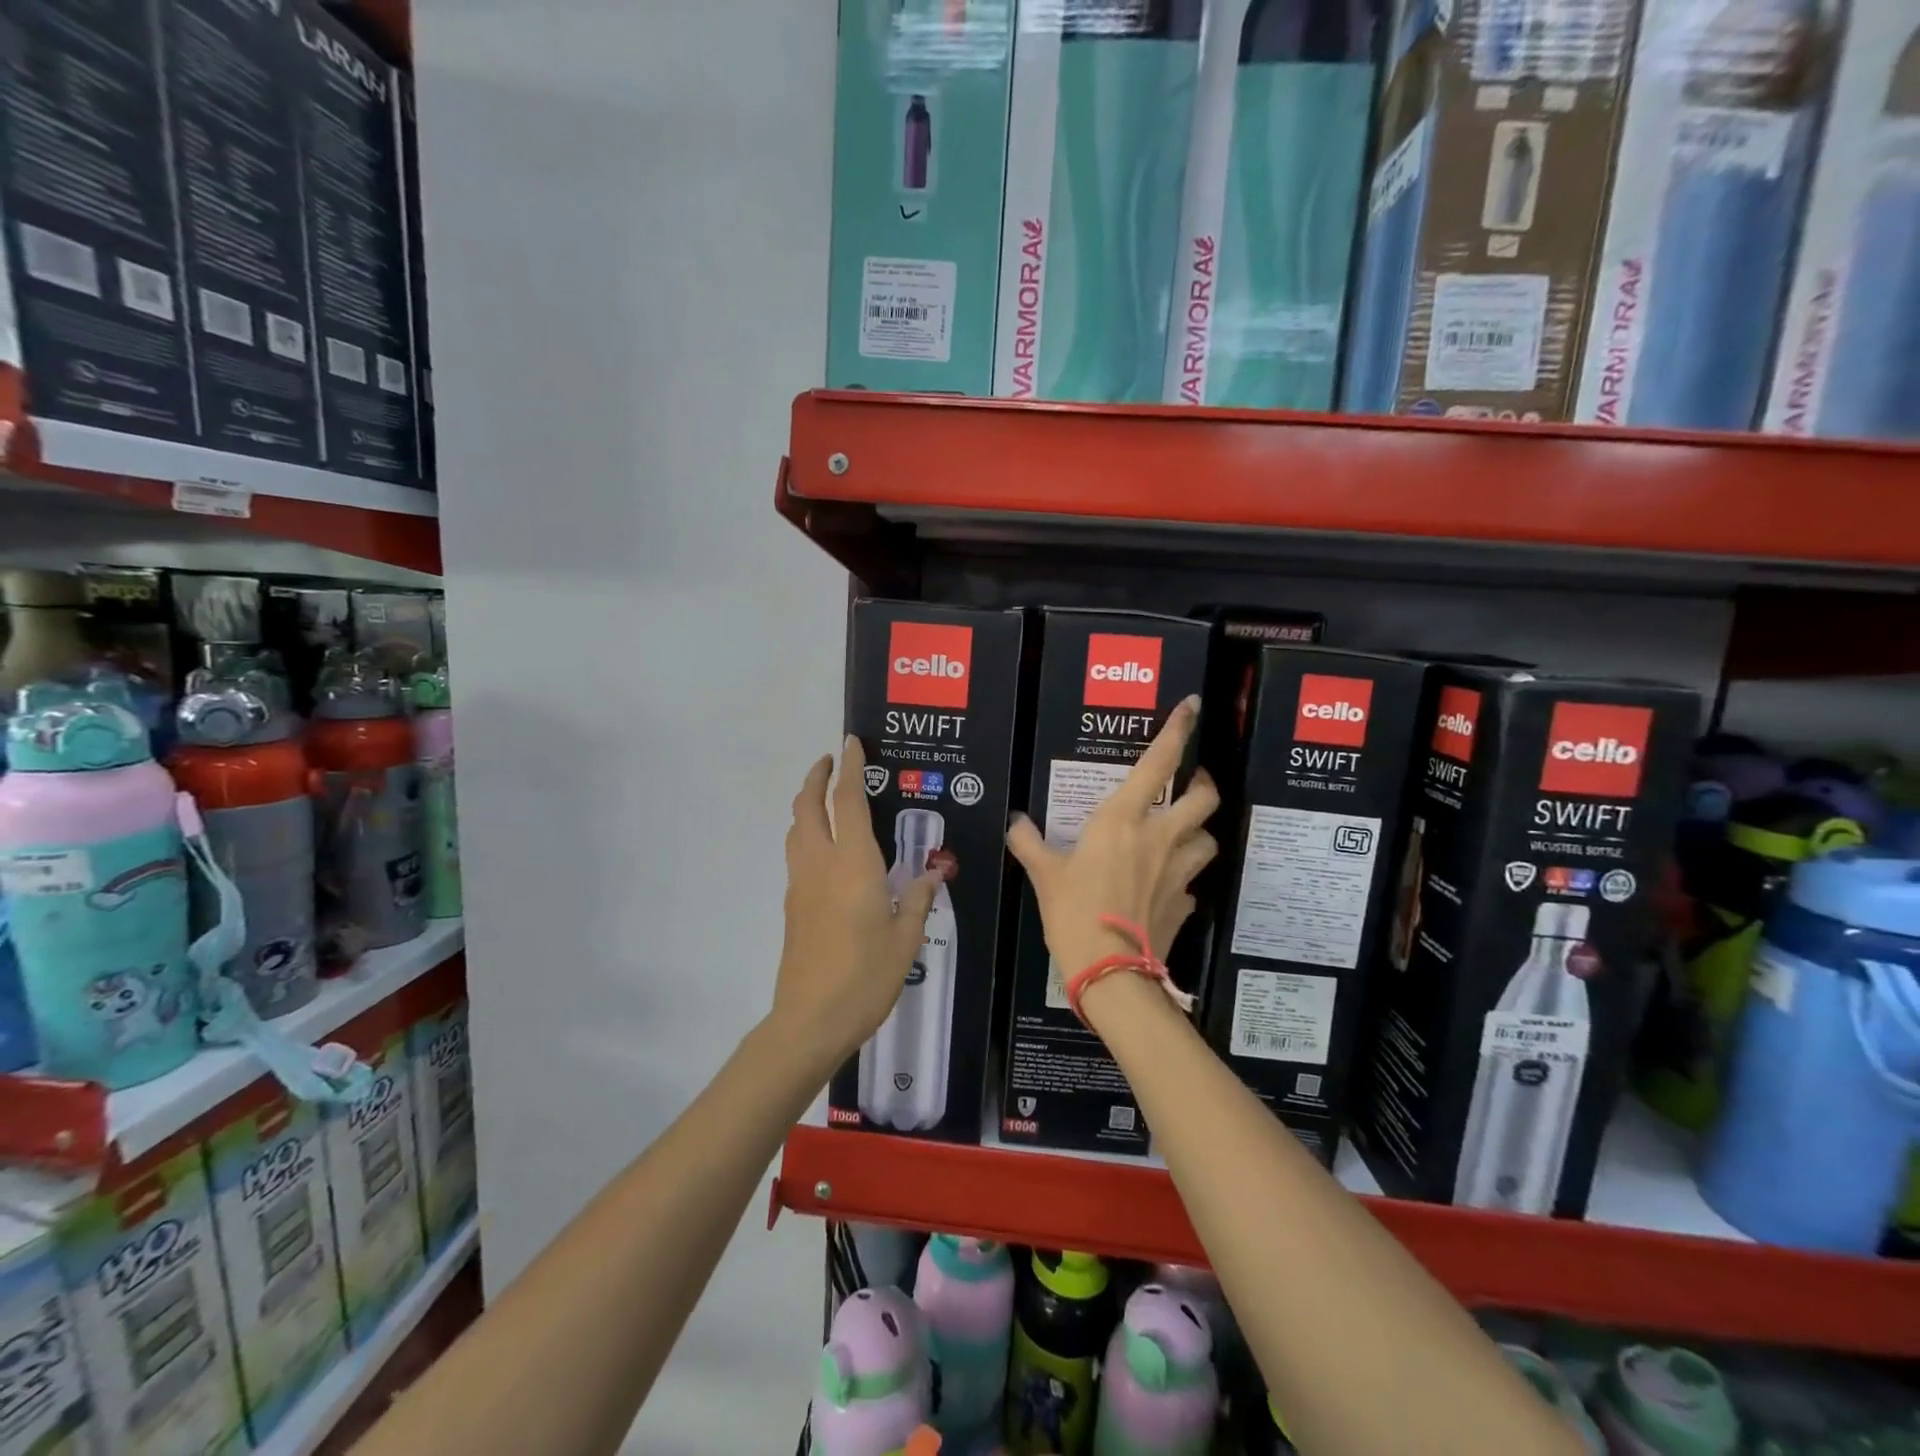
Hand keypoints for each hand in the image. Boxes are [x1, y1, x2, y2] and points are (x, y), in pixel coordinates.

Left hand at [772, 736, 941, 1073]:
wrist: (810, 1020)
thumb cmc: (865, 977)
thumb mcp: (905, 939)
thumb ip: (918, 900)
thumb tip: (931, 875)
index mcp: (853, 865)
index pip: (847, 802)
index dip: (849, 769)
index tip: (851, 743)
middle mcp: (820, 865)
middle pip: (806, 807)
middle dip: (816, 778)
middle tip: (832, 762)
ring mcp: (800, 885)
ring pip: (796, 829)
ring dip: (807, 805)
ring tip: (828, 801)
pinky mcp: (792, 905)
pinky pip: (798, 855)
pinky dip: (808, 835)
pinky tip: (828, 851)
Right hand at [1006, 696, 1219, 992]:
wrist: (1110, 972)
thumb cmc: (1074, 912)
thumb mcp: (1044, 874)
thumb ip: (1029, 843)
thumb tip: (1015, 824)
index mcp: (1123, 820)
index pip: (1159, 763)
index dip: (1178, 730)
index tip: (1191, 706)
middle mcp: (1160, 837)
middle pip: (1204, 797)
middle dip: (1202, 783)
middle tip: (1189, 783)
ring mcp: (1179, 872)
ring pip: (1208, 838)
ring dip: (1198, 831)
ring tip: (1181, 834)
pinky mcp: (1185, 904)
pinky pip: (1192, 882)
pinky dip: (1183, 878)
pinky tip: (1166, 886)